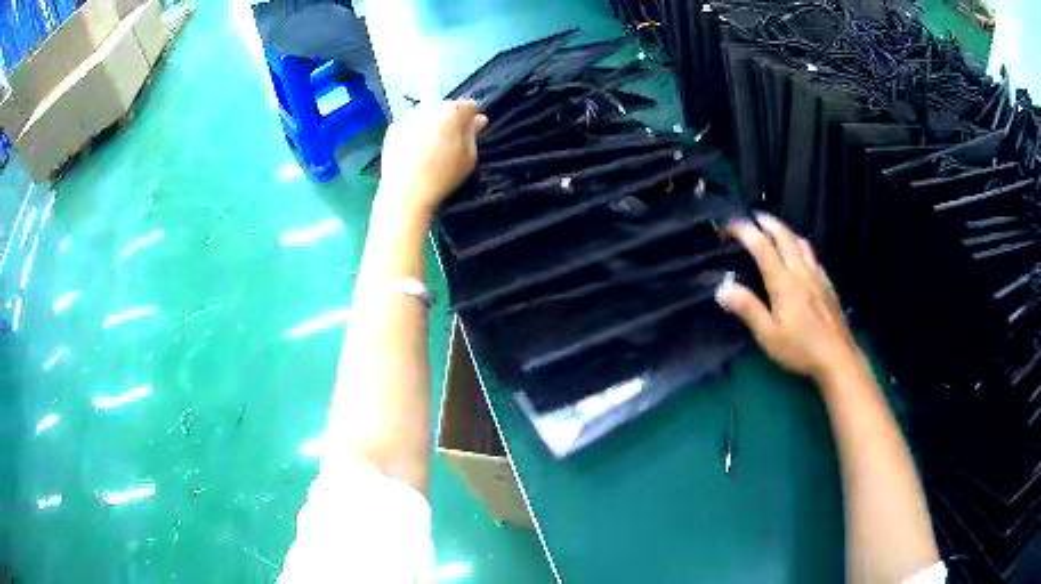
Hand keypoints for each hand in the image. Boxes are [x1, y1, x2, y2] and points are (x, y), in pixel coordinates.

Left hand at [376, 100, 488, 219]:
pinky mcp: (392, 129)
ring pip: (426, 113)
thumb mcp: (468, 157)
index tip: (473, 130)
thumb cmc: (443, 177)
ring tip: (432, 145)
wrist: (405, 193)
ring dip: (432, 122)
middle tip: (452, 139)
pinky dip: (414, 132)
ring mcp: (407, 118)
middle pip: (445, 107)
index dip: (473, 117)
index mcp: (451, 113)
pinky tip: (415, 150)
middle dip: (451, 118)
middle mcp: (428, 108)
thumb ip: (473, 133)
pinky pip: (409, 125)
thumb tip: (479, 119)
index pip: (468, 105)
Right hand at [715, 213, 864, 380]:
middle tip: (754, 217)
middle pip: (784, 236)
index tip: (730, 225)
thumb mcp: (768, 335)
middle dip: (768, 222)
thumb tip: (722, 288)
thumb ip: (747, 309)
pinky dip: (800, 246)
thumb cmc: (800, 348)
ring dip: (785, 231)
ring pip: (801, 242)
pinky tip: (801, 256)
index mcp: (784, 281)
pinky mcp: (827, 285)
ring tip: (775, 230)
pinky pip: (812, 256)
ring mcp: (817, 276)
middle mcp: (801, 271)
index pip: (762, 247)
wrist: (837, 357)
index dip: (745, 231)